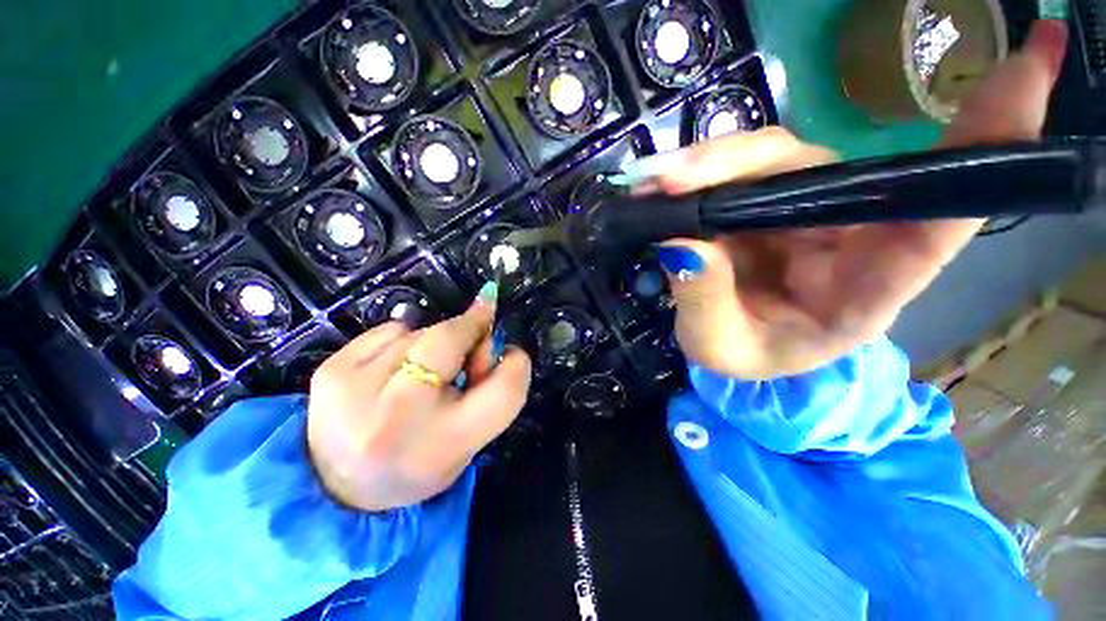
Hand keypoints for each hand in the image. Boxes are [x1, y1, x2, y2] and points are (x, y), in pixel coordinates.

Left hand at [306, 288, 531, 511]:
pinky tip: (392, 370)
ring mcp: (355, 389)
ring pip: (421, 332)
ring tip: (423, 372)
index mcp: (443, 444)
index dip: (516, 363)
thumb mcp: (469, 441)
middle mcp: (397, 415)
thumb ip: (492, 391)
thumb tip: (489, 334)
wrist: (338, 488)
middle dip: (470, 329)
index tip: (510, 348)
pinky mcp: (330, 370)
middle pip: (451, 339)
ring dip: (435, 343)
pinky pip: (390, 330)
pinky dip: (404, 341)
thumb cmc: (419, 462)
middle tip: (474, 338)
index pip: (505, 389)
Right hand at [641, 20, 1066, 378]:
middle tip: (675, 177)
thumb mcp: (719, 347)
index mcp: (862, 289)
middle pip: (821, 171)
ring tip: (657, 184)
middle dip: (743, 160)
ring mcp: (803, 211)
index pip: (937, 220)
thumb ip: (705, 304)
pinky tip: (664, 180)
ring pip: (771, 160)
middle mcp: (847, 235)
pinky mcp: (766, 202)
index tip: (1030, 63)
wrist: (728, 343)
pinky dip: (699, 170)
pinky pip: (741, 169)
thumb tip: (684, 244)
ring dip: (708, 165)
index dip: (990, 143)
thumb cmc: (740, 356)